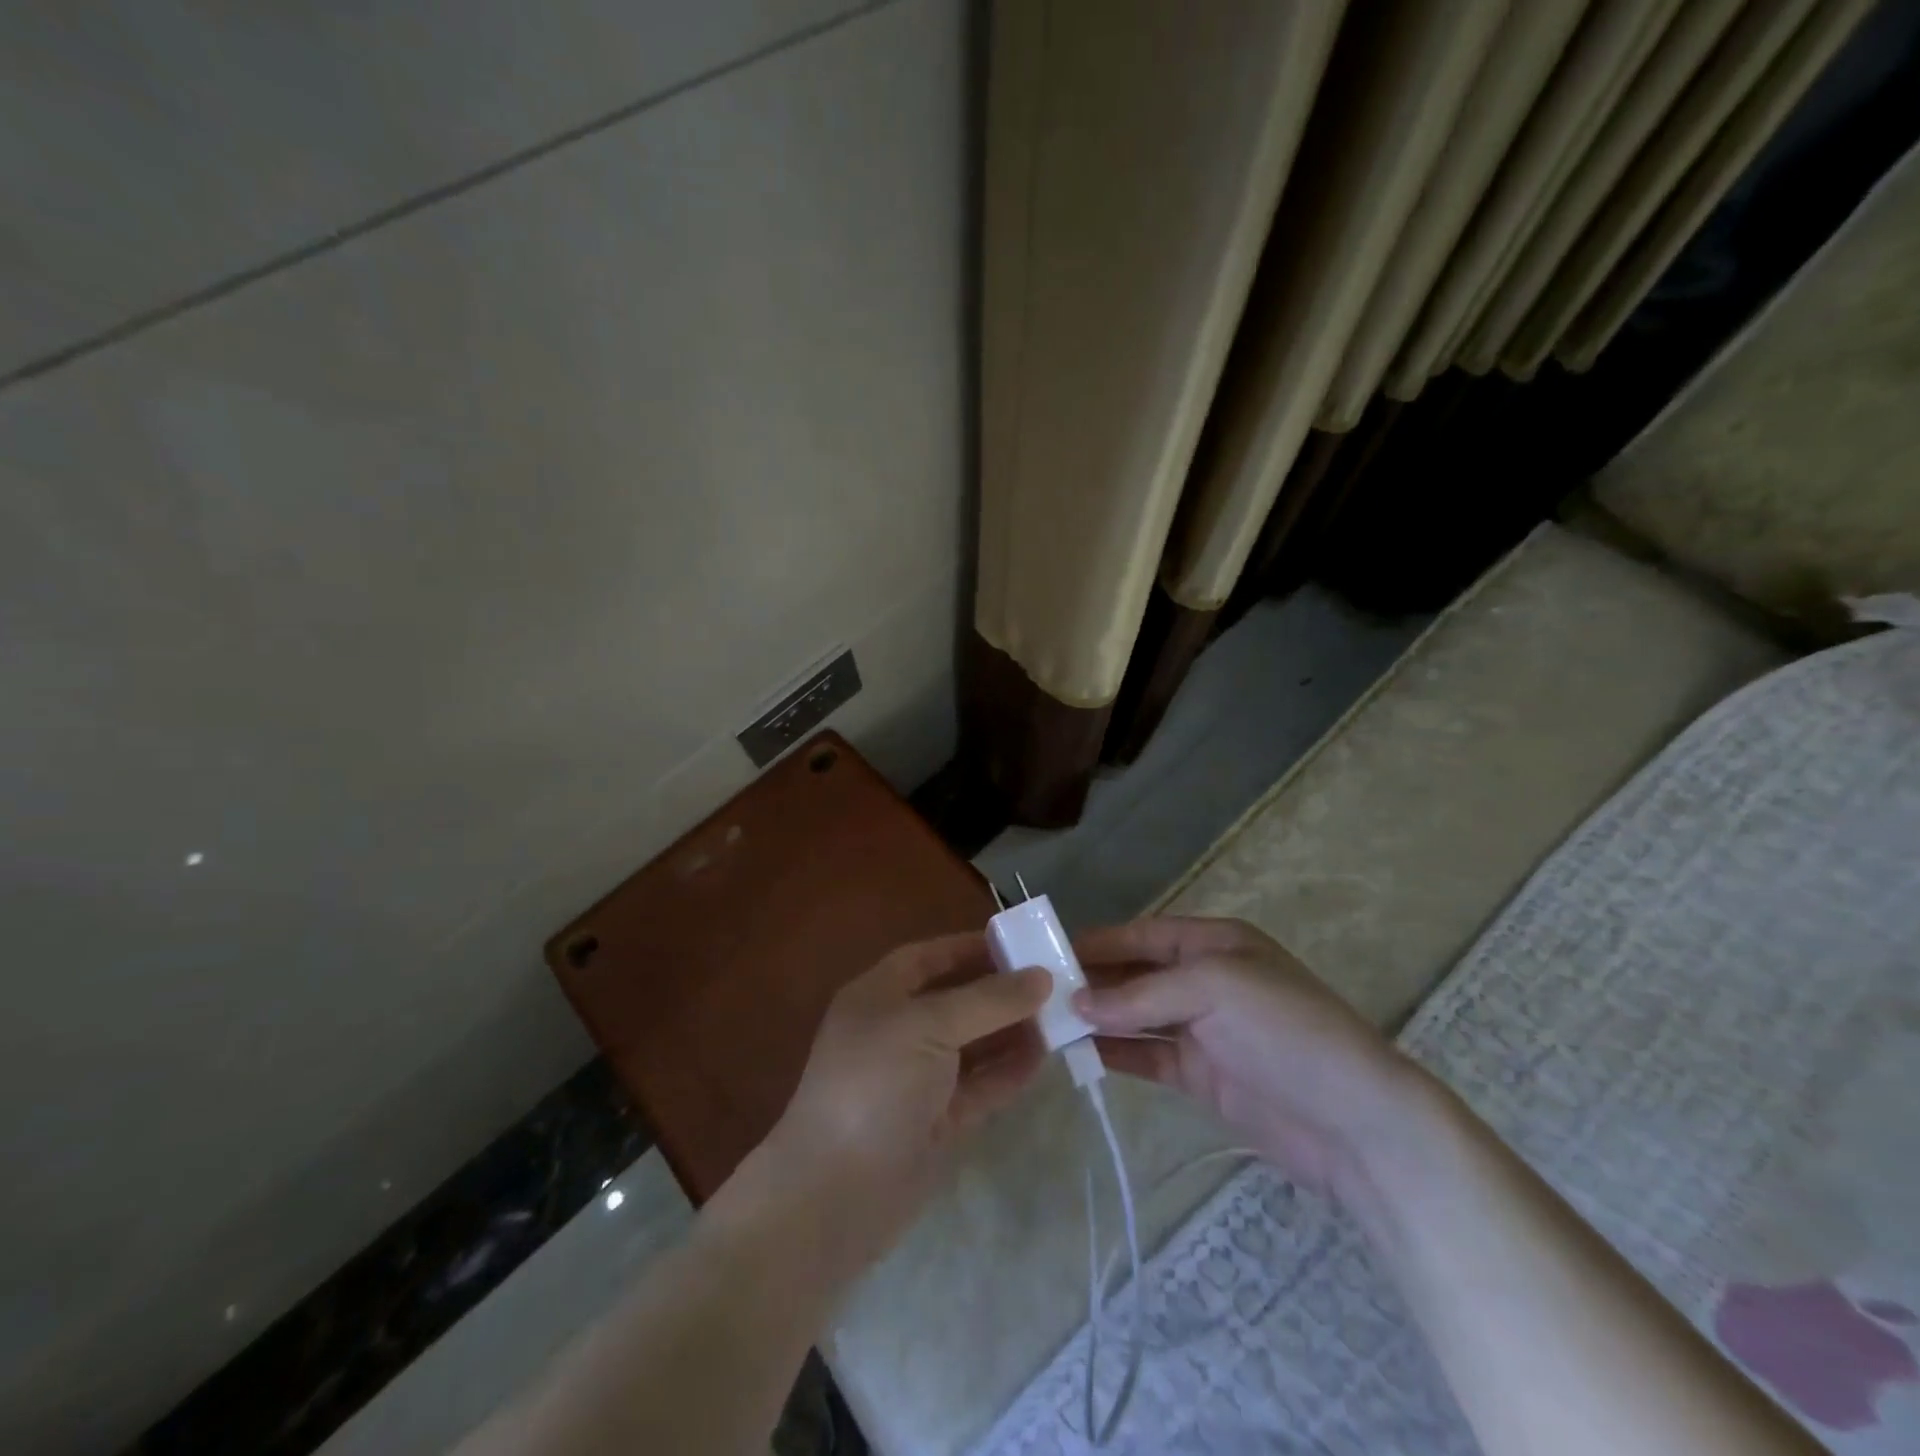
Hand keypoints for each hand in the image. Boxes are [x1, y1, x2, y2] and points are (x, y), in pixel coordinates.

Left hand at [760, 933, 1051, 1272]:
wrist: (837, 1194)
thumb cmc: (875, 1085)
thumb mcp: (928, 1027)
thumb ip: (987, 1000)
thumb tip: (1041, 976)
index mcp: (879, 996)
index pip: (928, 958)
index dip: (970, 948)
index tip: (1019, 944)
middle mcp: (897, 1031)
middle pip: (955, 999)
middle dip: (999, 990)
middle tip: (1053, 982)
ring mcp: (917, 1078)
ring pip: (971, 1043)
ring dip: (1010, 1030)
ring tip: (1059, 1017)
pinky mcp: (936, 1120)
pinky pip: (979, 1085)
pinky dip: (1008, 1071)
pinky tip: (1043, 1058)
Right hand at [1072, 917, 1429, 1210]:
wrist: (1356, 1123)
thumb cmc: (1285, 1030)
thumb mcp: (1213, 989)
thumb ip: (1141, 994)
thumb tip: (1077, 1005)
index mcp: (1214, 943)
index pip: (1143, 934)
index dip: (1099, 941)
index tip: (1050, 951)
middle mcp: (1205, 979)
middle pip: (1136, 973)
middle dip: (1092, 981)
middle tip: (1038, 991)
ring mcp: (1203, 1029)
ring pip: (1136, 1015)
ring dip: (1097, 1018)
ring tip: (1048, 1023)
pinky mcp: (1200, 1074)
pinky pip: (1147, 1054)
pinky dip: (1115, 1053)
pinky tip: (1080, 1055)